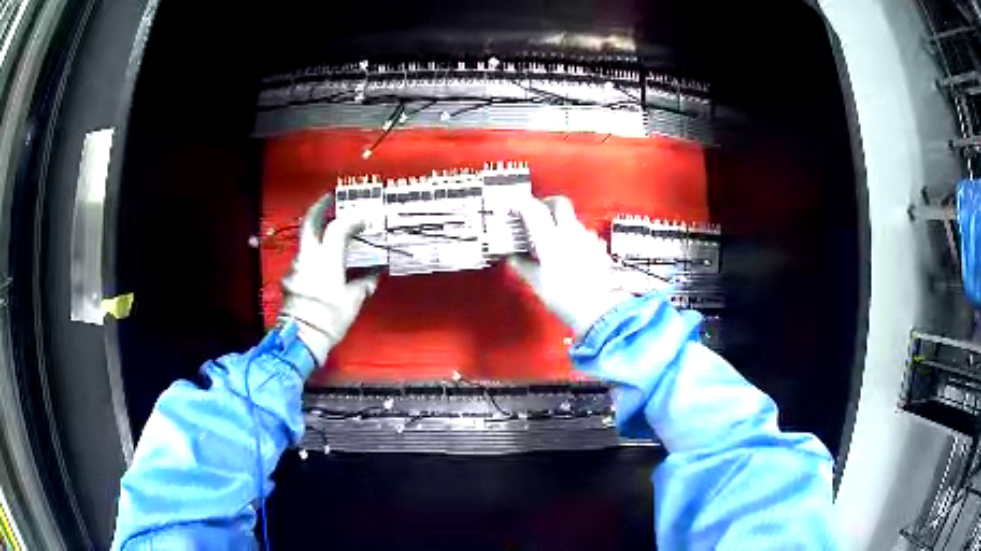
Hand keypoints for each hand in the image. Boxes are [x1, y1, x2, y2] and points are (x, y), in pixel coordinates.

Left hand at [279, 193, 378, 365]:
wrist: (301, 338)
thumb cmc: (330, 317)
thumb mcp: (352, 301)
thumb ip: (363, 285)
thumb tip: (374, 277)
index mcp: (327, 258)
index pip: (338, 228)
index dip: (352, 220)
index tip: (364, 219)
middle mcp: (308, 257)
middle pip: (310, 223)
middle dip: (319, 207)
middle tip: (328, 198)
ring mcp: (296, 267)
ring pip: (306, 244)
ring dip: (317, 237)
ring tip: (330, 241)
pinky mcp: (289, 280)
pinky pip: (303, 262)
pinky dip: (313, 259)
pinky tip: (320, 269)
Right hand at [508, 196, 632, 336]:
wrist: (596, 309)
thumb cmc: (567, 298)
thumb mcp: (536, 282)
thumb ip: (522, 266)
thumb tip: (514, 259)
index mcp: (550, 238)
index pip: (534, 209)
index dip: (524, 205)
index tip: (518, 206)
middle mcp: (570, 233)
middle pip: (559, 204)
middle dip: (547, 203)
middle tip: (538, 210)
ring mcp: (587, 239)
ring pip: (573, 219)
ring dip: (562, 222)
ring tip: (554, 237)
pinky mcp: (598, 248)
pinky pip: (586, 234)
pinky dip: (576, 237)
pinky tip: (572, 251)